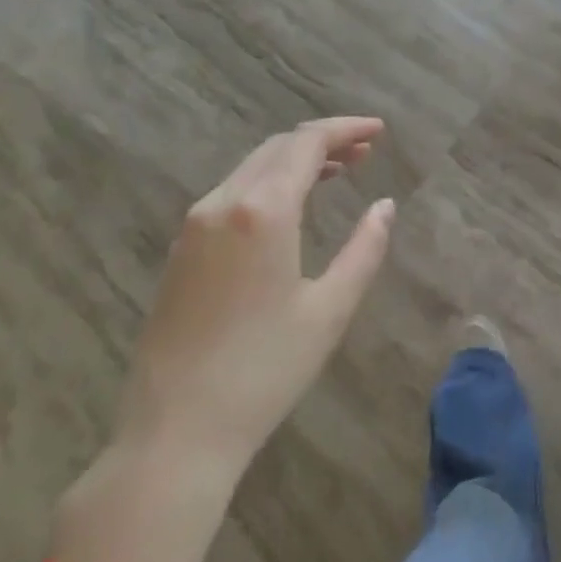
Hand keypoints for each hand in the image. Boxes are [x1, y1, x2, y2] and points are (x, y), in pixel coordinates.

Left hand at [112, 116, 395, 490]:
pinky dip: (270, 183)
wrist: (175, 432)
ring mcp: (194, 227)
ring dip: (296, 161)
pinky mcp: (181, 251)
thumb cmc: (265, 369)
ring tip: (340, 170)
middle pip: (277, 147)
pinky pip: (232, 193)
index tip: (379, 130)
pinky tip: (293, 205)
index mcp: (261, 212)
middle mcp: (221, 204)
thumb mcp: (330, 309)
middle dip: (324, 140)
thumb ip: (365, 248)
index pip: (306, 144)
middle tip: (366, 150)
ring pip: (252, 168)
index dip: (345, 129)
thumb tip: (385, 206)